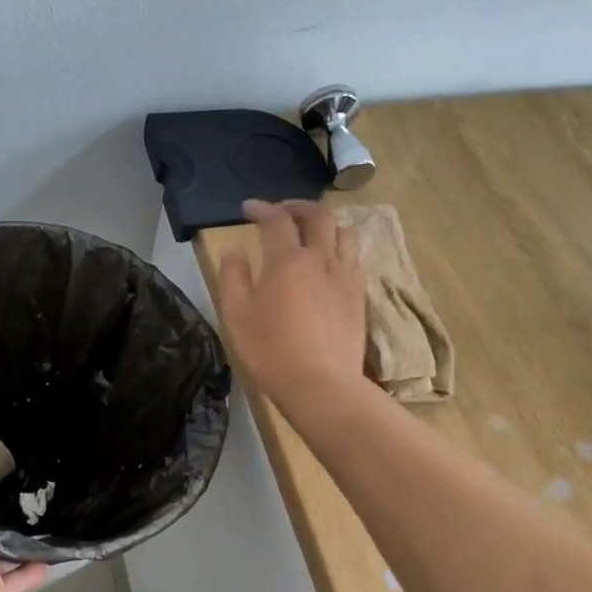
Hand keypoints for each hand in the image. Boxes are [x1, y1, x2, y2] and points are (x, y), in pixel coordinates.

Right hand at [215, 199, 366, 405]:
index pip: (276, 220)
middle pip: (317, 216)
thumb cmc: (271, 350)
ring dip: (325, 223)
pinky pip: (354, 257)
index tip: (248, 209)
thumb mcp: (236, 315)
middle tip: (281, 210)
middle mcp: (321, 259)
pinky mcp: (359, 295)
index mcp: (288, 260)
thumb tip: (235, 251)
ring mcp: (345, 276)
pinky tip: (330, 260)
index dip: (261, 208)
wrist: (321, 385)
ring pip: (343, 232)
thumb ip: (232, 276)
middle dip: (297, 206)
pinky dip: (340, 247)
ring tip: (311, 231)